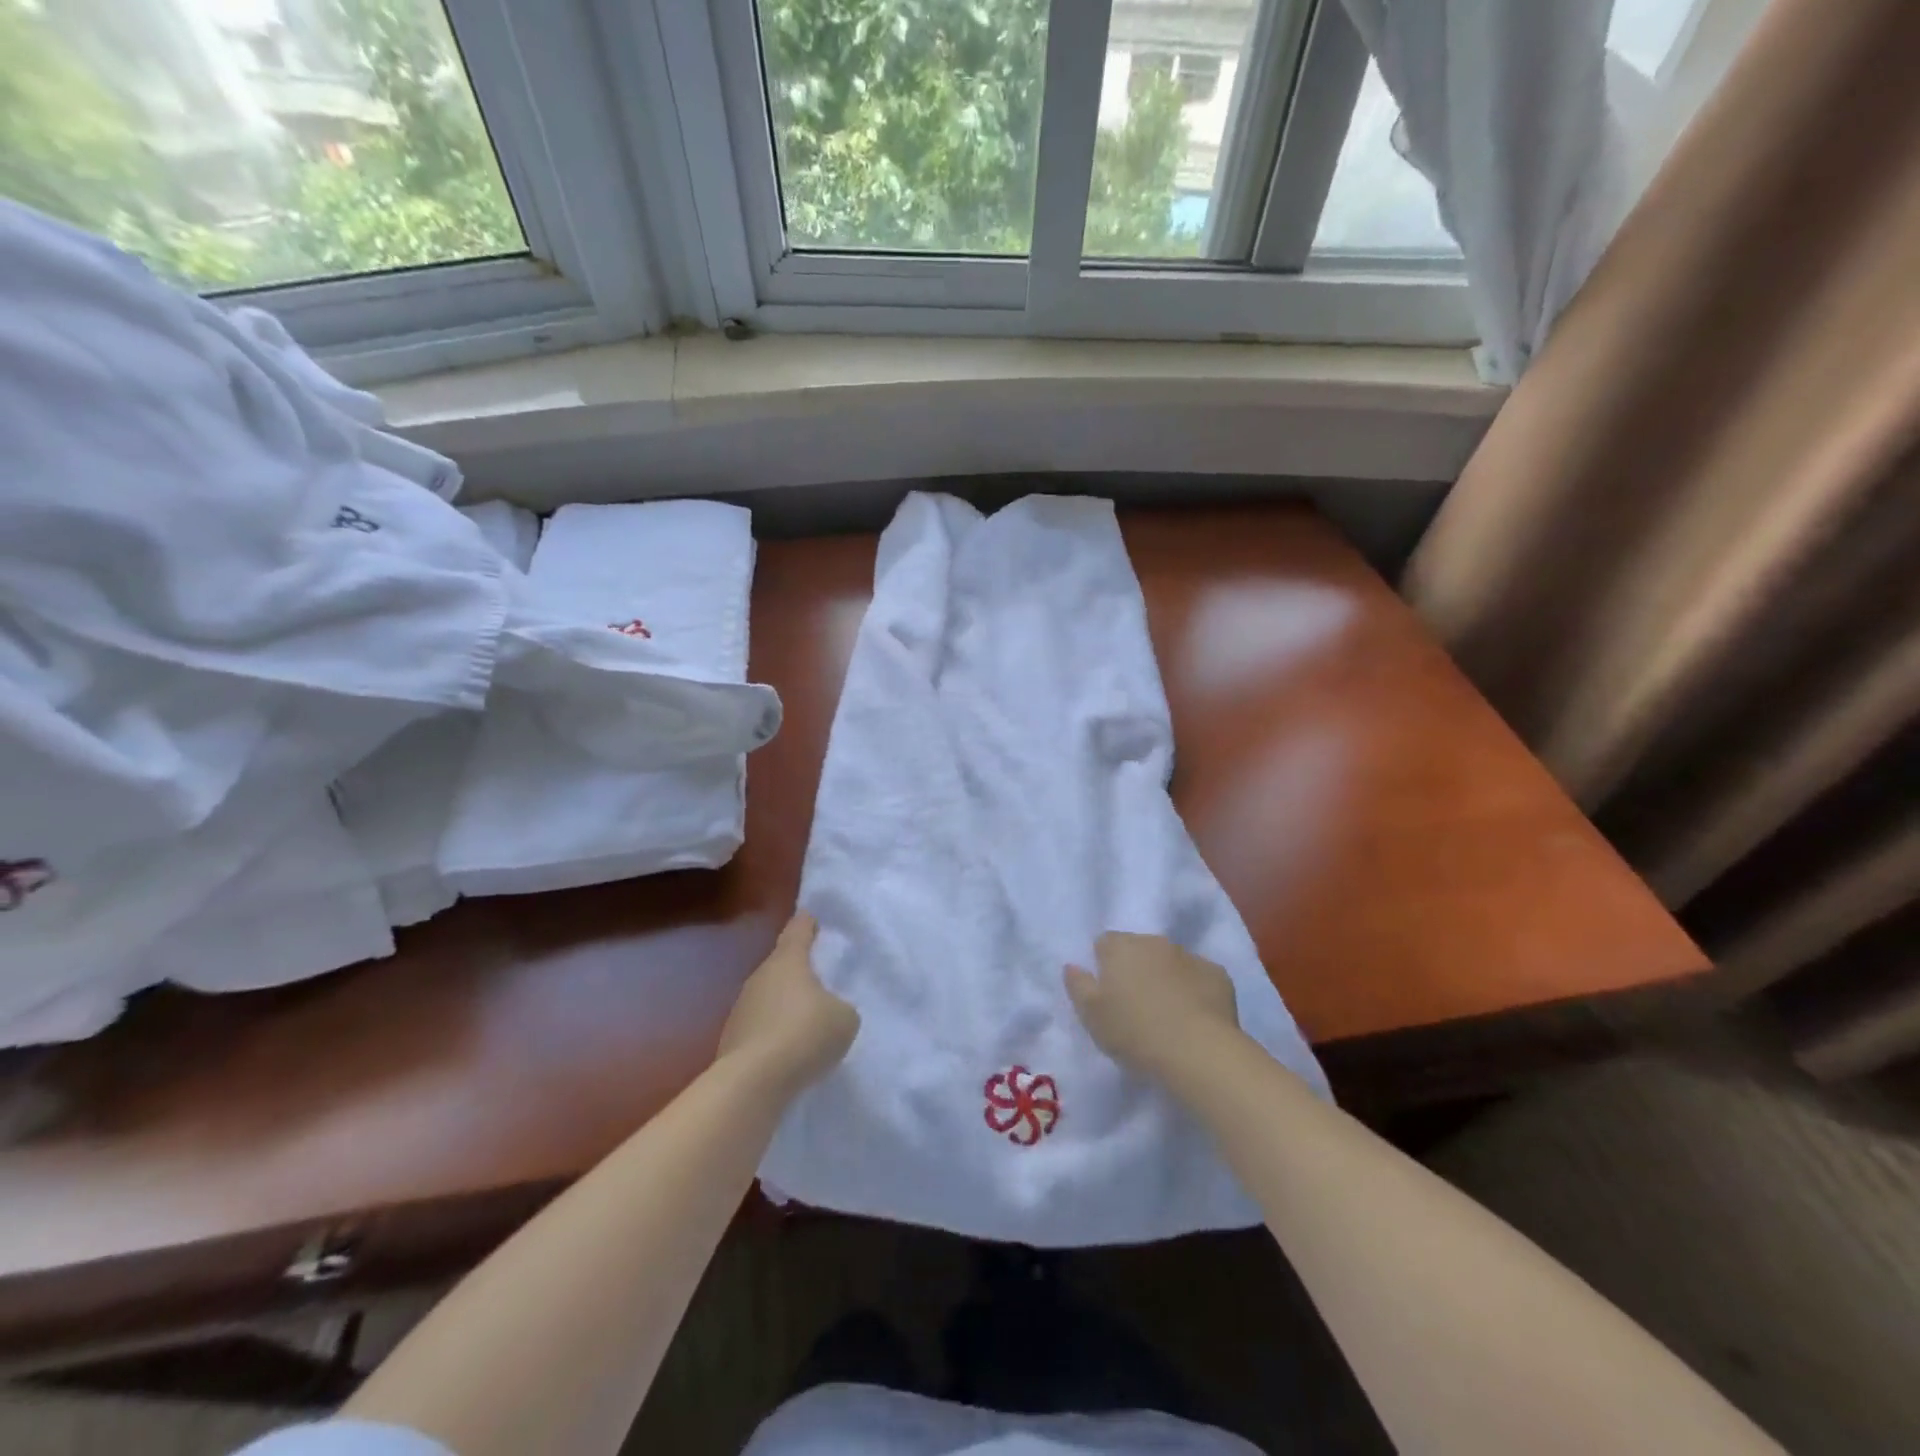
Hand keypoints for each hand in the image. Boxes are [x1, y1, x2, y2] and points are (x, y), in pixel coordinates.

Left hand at [717, 913, 858, 1093]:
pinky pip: (759, 1026)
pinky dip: (772, 1032)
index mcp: (789, 960)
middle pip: (781, 964)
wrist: (754, 1081)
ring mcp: (741, 1007)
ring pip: (767, 996)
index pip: (798, 930)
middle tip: (816, 979)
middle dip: (797, 970)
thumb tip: (829, 1011)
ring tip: (803, 1021)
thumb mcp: (844, 1019)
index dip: (807, 924)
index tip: (811, 918)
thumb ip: (841, 1007)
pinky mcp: (730, 1038)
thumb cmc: (805, 1034)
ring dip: (783, 1004)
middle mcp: (760, 976)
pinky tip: (786, 1049)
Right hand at [1064, 932, 1240, 1082]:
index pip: (1105, 943)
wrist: (1198, 1052)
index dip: (1103, 965)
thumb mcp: (1091, 1016)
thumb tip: (1072, 965)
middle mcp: (1154, 942)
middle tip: (1135, 1005)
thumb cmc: (1135, 1032)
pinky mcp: (1218, 975)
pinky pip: (1198, 977)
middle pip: (1139, 949)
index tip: (1107, 993)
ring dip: (1165, 977)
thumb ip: (1077, 985)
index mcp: (1121, 947)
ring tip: (1167, 1013)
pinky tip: (1194, 1016)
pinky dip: (1194, 989)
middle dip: (1135, 968)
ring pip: (1170, 961)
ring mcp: (1189, 956)